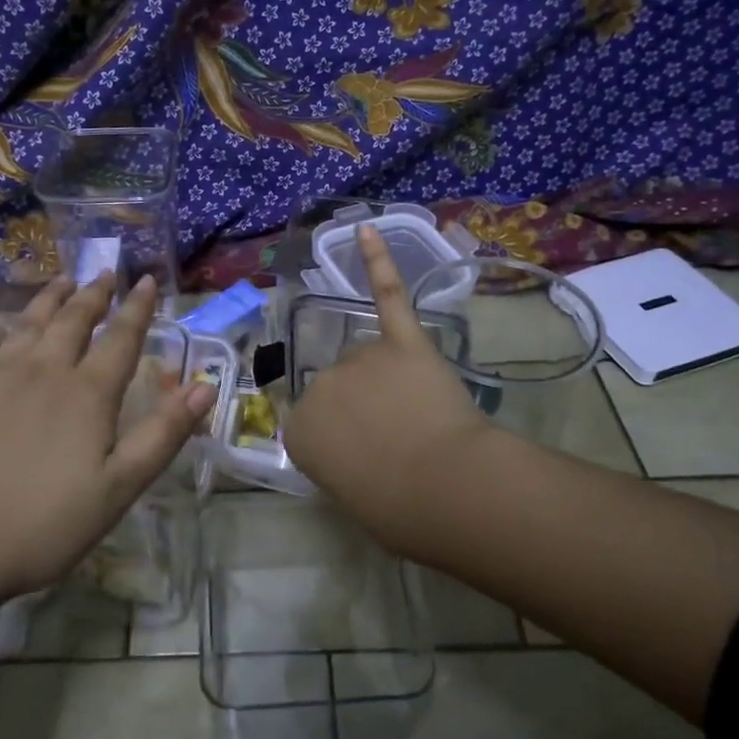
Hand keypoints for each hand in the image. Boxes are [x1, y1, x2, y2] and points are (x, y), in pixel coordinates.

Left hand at [0, 273, 215, 608]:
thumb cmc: (41, 525)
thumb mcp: (118, 489)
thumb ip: (162, 434)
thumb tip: (204, 386)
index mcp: (87, 393)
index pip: (121, 338)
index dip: (138, 308)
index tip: (148, 280)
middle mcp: (43, 371)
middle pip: (74, 320)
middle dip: (95, 294)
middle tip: (106, 272)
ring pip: (29, 323)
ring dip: (51, 299)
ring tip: (63, 281)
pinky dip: (2, 328)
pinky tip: (3, 326)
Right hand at [284, 224, 500, 553]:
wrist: (441, 487)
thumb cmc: (393, 508)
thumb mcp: (349, 494)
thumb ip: (342, 460)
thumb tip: (361, 447)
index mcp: (298, 430)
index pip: (315, 425)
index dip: (347, 443)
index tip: (370, 461)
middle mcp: (319, 385)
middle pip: (341, 387)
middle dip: (367, 409)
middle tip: (400, 441)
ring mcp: (359, 358)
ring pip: (370, 359)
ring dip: (389, 381)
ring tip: (419, 414)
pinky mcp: (401, 340)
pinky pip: (386, 296)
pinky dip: (378, 262)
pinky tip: (367, 230)